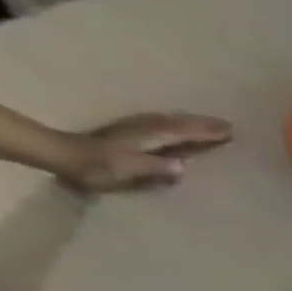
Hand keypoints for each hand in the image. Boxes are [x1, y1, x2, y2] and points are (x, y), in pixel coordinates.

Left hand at [56, 112, 231, 191]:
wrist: (62, 154)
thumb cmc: (97, 166)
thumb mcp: (128, 169)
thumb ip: (155, 166)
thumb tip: (184, 166)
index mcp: (149, 136)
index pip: (183, 132)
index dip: (206, 132)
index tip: (230, 131)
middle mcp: (145, 128)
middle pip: (180, 123)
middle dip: (204, 124)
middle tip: (228, 125)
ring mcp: (137, 128)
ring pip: (172, 121)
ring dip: (192, 122)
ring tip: (211, 125)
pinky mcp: (131, 133)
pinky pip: (164, 125)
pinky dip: (178, 125)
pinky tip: (181, 127)